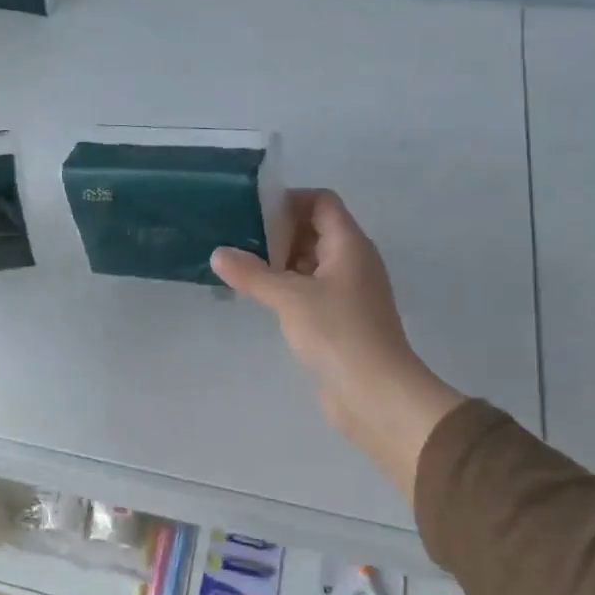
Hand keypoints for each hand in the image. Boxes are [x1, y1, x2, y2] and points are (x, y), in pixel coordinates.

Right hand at [212, 190, 464, 493]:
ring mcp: (350, 291)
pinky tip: (262, 297)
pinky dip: (289, 286)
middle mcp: (354, 261)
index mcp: (350, 244)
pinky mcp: (342, 318)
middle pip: (316, 229)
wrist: (376, 394)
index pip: (322, 202)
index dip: (289, 200)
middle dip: (279, 232)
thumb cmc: (337, 333)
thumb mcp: (289, 298)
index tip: (252, 213)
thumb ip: (252, 273)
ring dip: (281, 261)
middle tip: (239, 241)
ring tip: (243, 268)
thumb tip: (218, 253)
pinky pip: (312, 288)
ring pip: (313, 261)